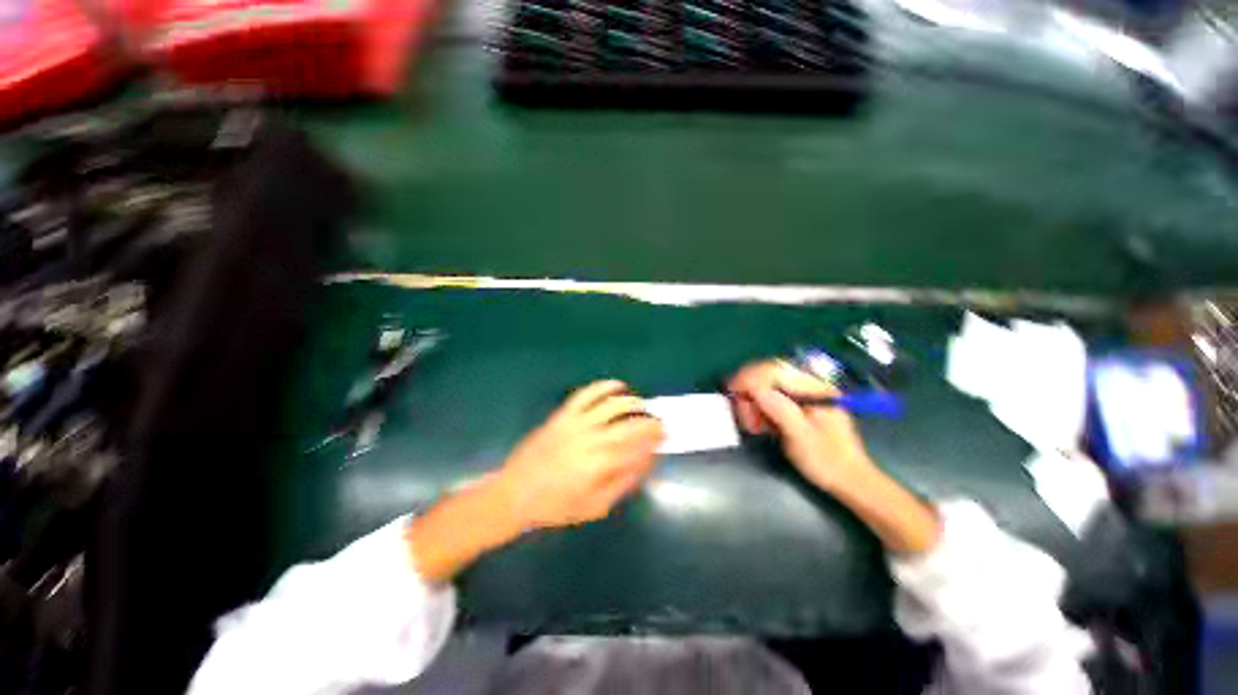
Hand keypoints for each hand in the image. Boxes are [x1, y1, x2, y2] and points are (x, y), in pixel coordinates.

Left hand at [495, 380, 664, 530]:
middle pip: (630, 426)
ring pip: (612, 405)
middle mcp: (592, 440)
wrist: (515, 493)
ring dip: (633, 404)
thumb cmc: (557, 505)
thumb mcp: (595, 506)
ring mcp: (577, 423)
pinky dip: (604, 386)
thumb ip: (624, 483)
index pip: (638, 450)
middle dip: (651, 424)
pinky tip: (618, 385)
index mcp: (600, 466)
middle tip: (661, 424)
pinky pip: (587, 394)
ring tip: (645, 407)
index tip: (666, 439)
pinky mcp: (564, 414)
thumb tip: (646, 462)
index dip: (655, 443)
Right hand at [727, 360, 877, 493]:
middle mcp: (809, 385)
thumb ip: (778, 409)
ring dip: (753, 402)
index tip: (731, 391)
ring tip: (753, 425)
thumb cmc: (827, 461)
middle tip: (744, 416)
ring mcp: (804, 394)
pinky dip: (760, 408)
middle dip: (749, 392)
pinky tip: (760, 424)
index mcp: (814, 389)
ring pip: (766, 386)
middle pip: (767, 375)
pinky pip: (771, 397)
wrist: (850, 481)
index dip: (748, 377)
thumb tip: (753, 389)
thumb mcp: (801, 436)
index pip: (773, 371)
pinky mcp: (798, 405)